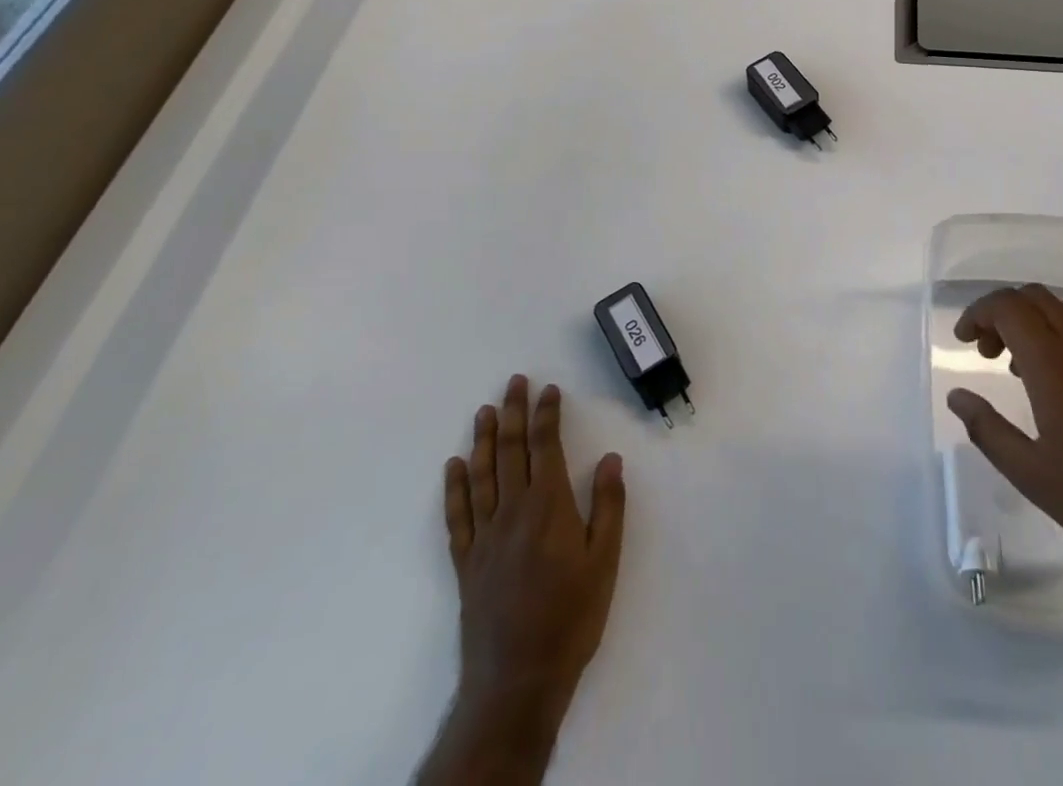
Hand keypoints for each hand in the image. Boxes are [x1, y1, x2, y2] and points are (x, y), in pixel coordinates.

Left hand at [445, 375, 626, 715]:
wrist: (517, 679)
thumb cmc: (571, 617)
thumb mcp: (605, 560)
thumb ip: (607, 505)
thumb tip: (609, 458)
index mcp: (548, 506)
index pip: (546, 446)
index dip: (547, 414)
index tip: (548, 389)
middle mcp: (512, 511)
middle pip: (511, 451)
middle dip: (513, 412)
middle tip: (513, 382)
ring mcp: (485, 536)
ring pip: (481, 475)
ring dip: (483, 440)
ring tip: (484, 411)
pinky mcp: (466, 563)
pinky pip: (457, 516)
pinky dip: (454, 487)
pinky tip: (453, 466)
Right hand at [947, 284, 1062, 596]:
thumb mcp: (1033, 477)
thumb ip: (988, 430)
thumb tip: (957, 396)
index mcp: (1056, 369)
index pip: (1010, 308)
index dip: (979, 312)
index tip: (963, 340)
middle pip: (1036, 298)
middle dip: (1001, 312)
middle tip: (985, 351)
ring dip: (1031, 320)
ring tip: (1015, 365)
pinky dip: (1057, 336)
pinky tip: (1054, 385)